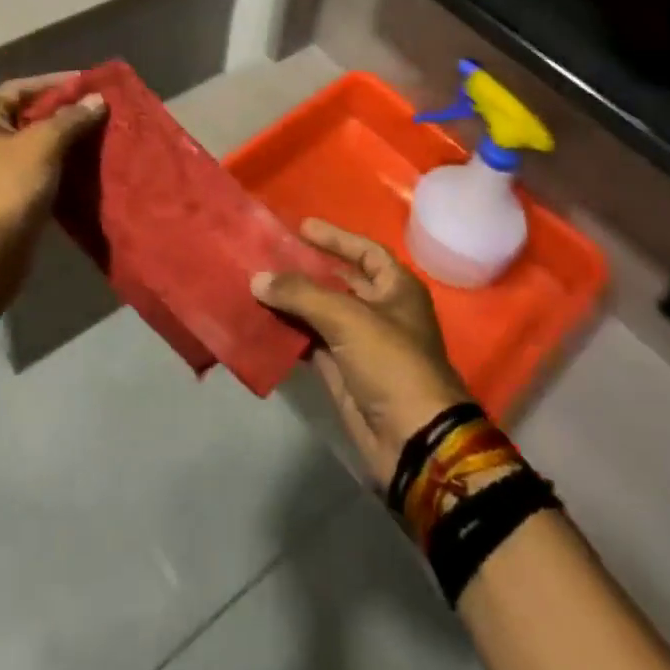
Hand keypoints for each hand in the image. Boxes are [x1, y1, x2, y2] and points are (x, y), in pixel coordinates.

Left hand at [0, 75, 106, 278]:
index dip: (57, 83)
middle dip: (67, 113)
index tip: (92, 82)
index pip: (22, 87)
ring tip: (105, 133)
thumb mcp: (42, 145)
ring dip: (69, 141)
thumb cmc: (6, 188)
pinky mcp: (11, 197)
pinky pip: (42, 171)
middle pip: (30, 116)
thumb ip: (71, 119)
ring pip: (38, 146)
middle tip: (104, 108)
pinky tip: (92, 164)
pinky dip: (64, 167)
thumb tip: (98, 99)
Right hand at [253, 220, 473, 486]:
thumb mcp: (347, 318)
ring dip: (292, 301)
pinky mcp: (344, 374)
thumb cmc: (391, 363)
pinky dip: (289, 333)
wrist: (413, 441)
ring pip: (321, 313)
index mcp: (397, 289)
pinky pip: (311, 344)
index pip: (365, 251)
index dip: (336, 238)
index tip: (301, 227)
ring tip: (256, 284)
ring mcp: (361, 344)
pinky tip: (262, 321)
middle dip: (306, 269)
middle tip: (268, 254)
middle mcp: (381, 312)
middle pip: (339, 281)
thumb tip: (257, 278)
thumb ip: (301, 294)